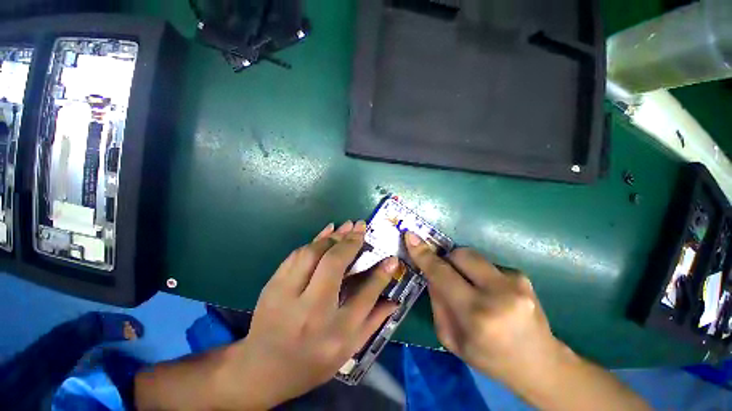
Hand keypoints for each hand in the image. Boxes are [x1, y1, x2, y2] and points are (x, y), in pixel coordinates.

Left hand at [228, 221, 398, 408]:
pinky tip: (328, 230)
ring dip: (333, 237)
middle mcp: (311, 312)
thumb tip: (394, 299)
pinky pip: (297, 254)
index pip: (365, 296)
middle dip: (350, 243)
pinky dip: (315, 239)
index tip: (391, 259)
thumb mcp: (347, 350)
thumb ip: (373, 322)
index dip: (381, 275)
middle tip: (362, 228)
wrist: (261, 369)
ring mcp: (287, 296)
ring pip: (312, 254)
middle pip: (333, 266)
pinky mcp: (273, 285)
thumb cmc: (311, 362)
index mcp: (334, 333)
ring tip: (347, 226)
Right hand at [404, 232, 561, 386]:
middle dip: (447, 259)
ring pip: (473, 255)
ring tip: (473, 288)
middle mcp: (497, 293)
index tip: (411, 236)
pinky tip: (492, 293)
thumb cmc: (488, 356)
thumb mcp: (450, 337)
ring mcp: (515, 282)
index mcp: (475, 314)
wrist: (539, 364)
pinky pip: (488, 264)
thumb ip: (437, 301)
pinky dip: (481, 273)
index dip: (423, 254)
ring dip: (464, 267)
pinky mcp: (523, 276)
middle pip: (459, 254)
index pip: (441, 274)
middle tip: (448, 274)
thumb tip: (431, 272)